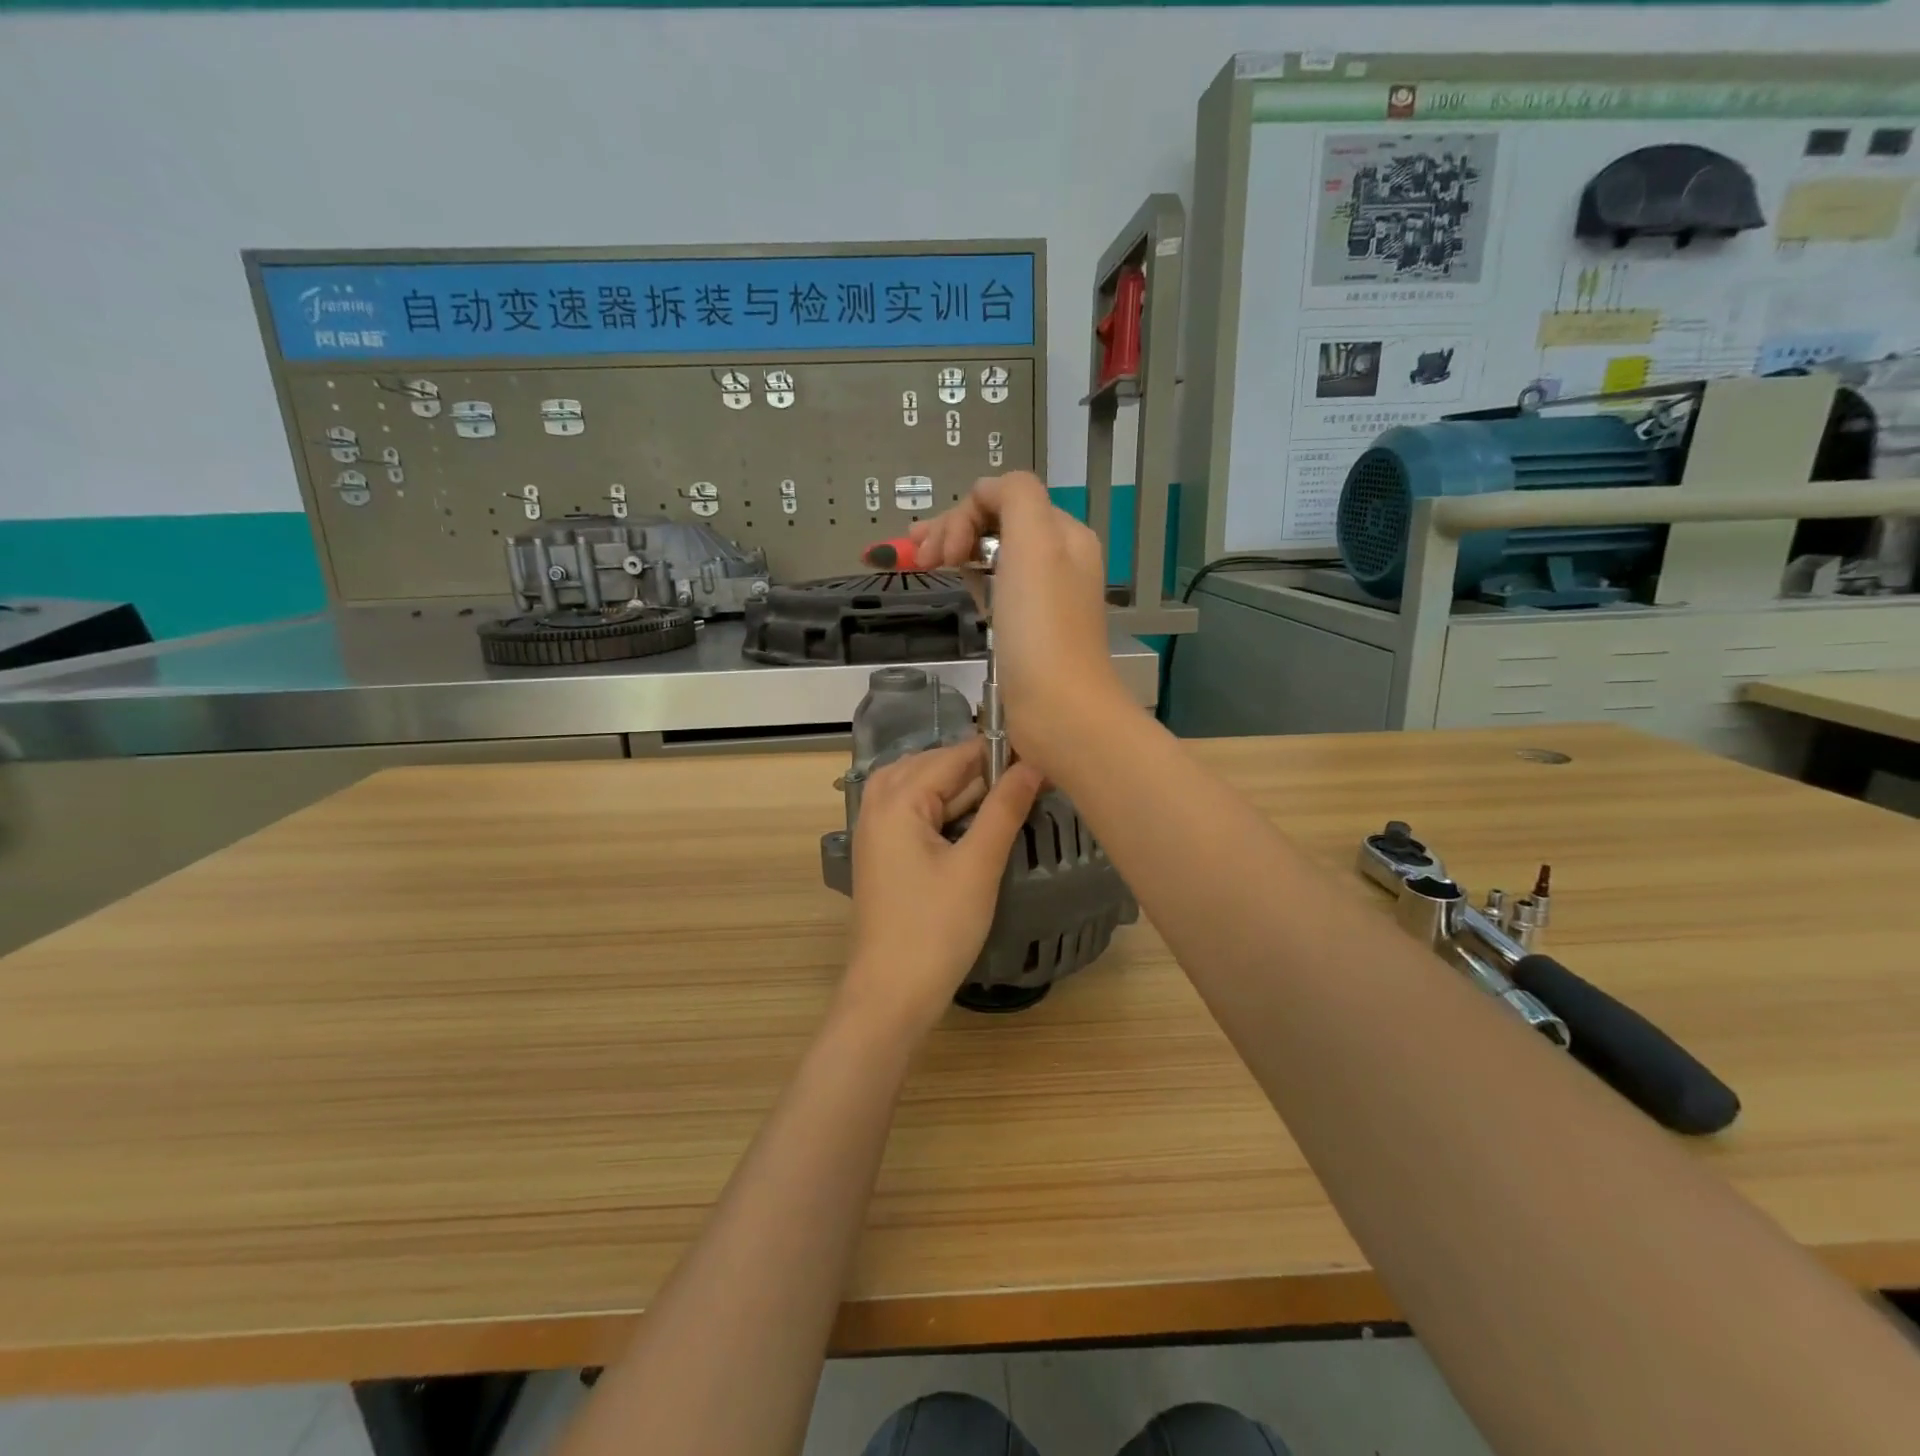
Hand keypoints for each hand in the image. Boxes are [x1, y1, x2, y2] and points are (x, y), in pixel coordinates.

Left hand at [841, 739, 1043, 1037]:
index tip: (1041, 753)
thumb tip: (1033, 763)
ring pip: (924, 787)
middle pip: (935, 766)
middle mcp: (877, 803)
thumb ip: (1004, 808)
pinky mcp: (882, 852)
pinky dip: (945, 809)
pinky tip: (975, 820)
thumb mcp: (978, 865)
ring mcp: (875, 828)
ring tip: (1007, 796)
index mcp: (897, 798)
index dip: (998, 751)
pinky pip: (914, 811)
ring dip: (963, 789)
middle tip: (1031, 777)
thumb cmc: (936, 929)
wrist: (891, 994)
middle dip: (981, 769)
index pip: (955, 755)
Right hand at [909, 472, 1126, 760]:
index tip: (936, 555)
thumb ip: (1015, 496)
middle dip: (950, 532)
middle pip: (993, 526)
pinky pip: (994, 589)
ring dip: (955, 553)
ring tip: (921, 566)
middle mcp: (1056, 560)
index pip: (1001, 499)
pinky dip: (971, 581)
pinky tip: (956, 587)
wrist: (1058, 711)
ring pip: (990, 556)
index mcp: (1062, 534)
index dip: (961, 517)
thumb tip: (985, 491)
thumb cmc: (1042, 628)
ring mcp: (1041, 597)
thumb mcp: (1035, 543)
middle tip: (917, 560)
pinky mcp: (1026, 629)